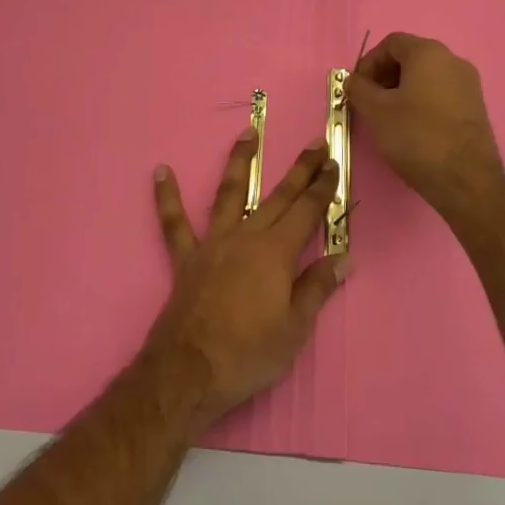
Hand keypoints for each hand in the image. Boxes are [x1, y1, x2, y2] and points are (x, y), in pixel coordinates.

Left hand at [143, 129, 350, 429]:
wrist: (189, 372)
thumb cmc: (248, 354)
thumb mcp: (295, 329)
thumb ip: (316, 288)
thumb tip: (343, 258)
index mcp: (276, 253)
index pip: (307, 210)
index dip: (323, 187)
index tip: (335, 162)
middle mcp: (246, 237)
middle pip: (278, 196)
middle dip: (300, 169)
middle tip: (315, 142)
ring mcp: (213, 243)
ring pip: (229, 193)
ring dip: (240, 162)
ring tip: (248, 132)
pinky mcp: (186, 258)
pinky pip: (174, 223)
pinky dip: (167, 197)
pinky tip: (161, 170)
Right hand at [346, 33, 504, 217]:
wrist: (466, 179)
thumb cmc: (416, 136)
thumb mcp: (376, 111)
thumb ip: (359, 88)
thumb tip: (353, 80)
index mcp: (428, 53)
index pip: (391, 43)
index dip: (369, 62)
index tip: (357, 88)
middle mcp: (453, 60)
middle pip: (410, 57)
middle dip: (385, 76)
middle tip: (369, 102)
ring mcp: (468, 84)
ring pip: (426, 76)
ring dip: (402, 90)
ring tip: (388, 117)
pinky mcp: (475, 107)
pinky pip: (441, 93)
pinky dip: (422, 101)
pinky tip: (412, 127)